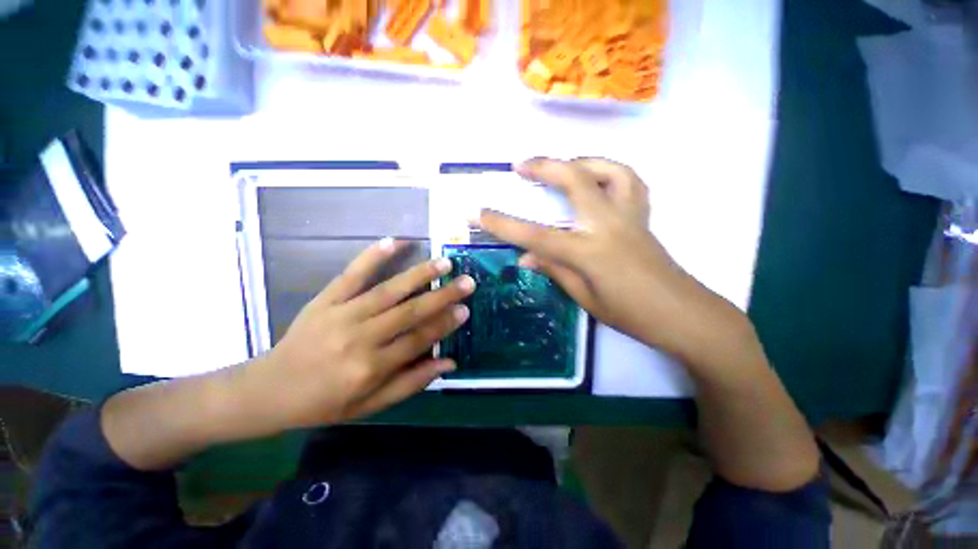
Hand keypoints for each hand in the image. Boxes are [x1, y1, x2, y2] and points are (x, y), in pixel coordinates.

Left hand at [246, 238, 474, 428]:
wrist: (269, 390)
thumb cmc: (324, 403)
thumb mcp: (370, 405)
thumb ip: (411, 383)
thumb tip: (449, 363)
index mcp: (371, 368)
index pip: (418, 340)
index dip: (444, 324)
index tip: (465, 309)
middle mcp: (360, 338)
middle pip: (409, 312)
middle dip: (443, 295)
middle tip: (467, 281)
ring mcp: (341, 314)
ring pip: (389, 290)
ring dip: (419, 274)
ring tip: (444, 262)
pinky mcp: (325, 299)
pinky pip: (352, 274)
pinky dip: (373, 256)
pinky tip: (394, 241)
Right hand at [479, 158, 743, 362]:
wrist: (683, 314)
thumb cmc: (632, 314)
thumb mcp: (585, 298)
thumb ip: (555, 270)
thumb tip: (526, 256)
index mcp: (589, 252)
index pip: (535, 235)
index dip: (502, 224)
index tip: (477, 211)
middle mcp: (608, 224)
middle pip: (574, 180)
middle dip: (543, 166)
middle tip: (520, 165)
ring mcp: (630, 215)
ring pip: (608, 169)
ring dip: (580, 160)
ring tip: (562, 166)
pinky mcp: (643, 216)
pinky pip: (629, 181)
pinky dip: (609, 171)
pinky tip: (596, 179)